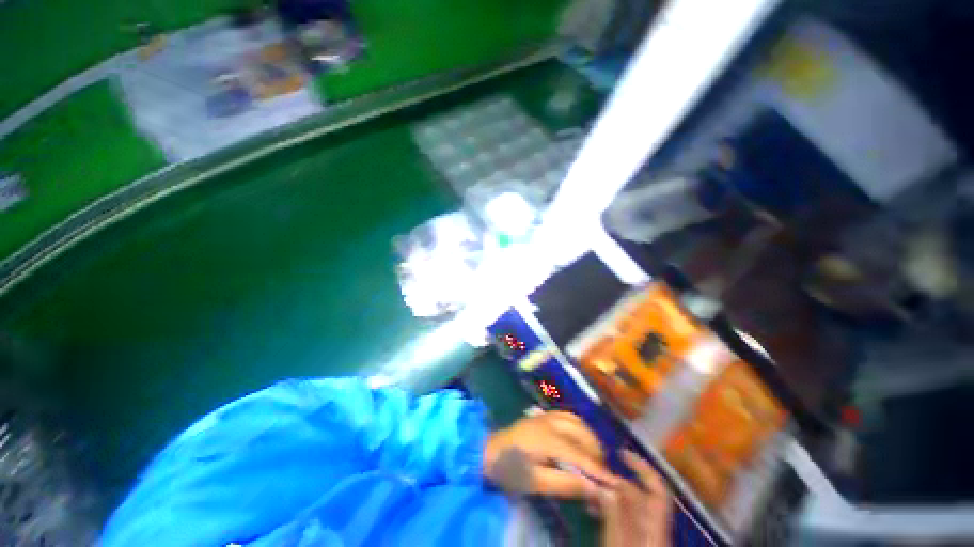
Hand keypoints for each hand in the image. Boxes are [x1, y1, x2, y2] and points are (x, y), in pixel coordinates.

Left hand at [483, 411, 616, 497]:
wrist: (491, 449)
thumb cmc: (511, 469)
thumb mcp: (535, 482)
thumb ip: (564, 484)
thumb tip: (593, 488)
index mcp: (547, 438)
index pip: (579, 454)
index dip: (598, 469)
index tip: (615, 482)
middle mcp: (550, 421)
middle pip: (582, 432)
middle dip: (596, 452)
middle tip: (602, 472)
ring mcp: (547, 415)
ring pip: (578, 421)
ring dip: (590, 438)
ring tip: (595, 458)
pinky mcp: (544, 415)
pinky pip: (569, 416)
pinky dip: (581, 427)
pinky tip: (582, 440)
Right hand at [599, 451, 672, 546]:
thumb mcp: (618, 545)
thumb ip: (615, 515)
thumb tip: (607, 484)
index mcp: (655, 530)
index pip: (657, 491)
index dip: (643, 469)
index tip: (620, 453)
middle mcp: (653, 531)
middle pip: (641, 497)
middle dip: (617, 482)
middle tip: (593, 476)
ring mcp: (642, 539)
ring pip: (629, 508)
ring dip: (610, 495)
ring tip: (589, 492)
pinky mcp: (631, 543)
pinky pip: (621, 519)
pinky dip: (608, 509)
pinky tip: (593, 509)